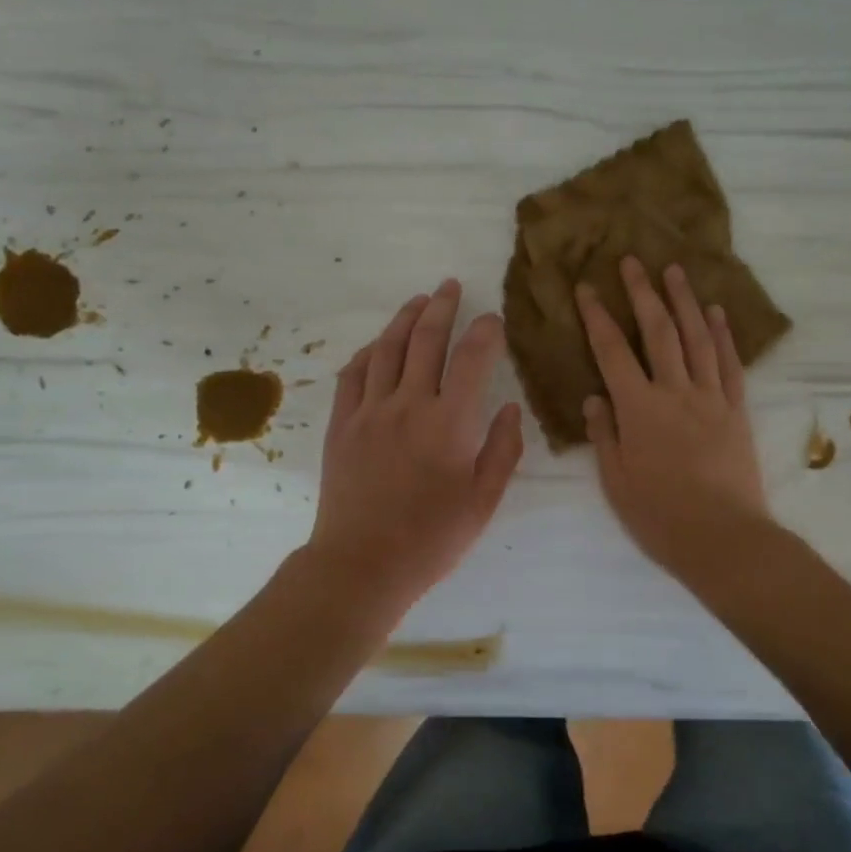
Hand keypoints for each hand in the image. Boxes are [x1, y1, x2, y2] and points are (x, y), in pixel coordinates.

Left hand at [308, 279, 524, 610]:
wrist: (362, 565)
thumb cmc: (431, 538)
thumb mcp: (483, 501)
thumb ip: (502, 449)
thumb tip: (509, 406)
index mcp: (449, 423)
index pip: (472, 358)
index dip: (486, 331)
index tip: (493, 319)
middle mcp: (408, 405)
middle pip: (426, 339)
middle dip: (442, 307)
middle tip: (450, 286)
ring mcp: (369, 411)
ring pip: (387, 349)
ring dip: (404, 319)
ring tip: (418, 301)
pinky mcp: (342, 425)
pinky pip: (353, 375)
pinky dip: (369, 352)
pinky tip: (378, 345)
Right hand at [578, 257, 769, 578]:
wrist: (724, 538)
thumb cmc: (660, 516)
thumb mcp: (616, 481)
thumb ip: (604, 435)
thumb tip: (596, 397)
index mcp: (639, 409)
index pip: (612, 351)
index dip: (598, 316)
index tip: (587, 287)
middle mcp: (675, 392)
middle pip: (658, 332)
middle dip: (642, 292)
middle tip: (633, 260)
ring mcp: (710, 398)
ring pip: (697, 339)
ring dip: (684, 301)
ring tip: (675, 270)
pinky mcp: (736, 411)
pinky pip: (729, 364)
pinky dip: (723, 335)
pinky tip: (716, 313)